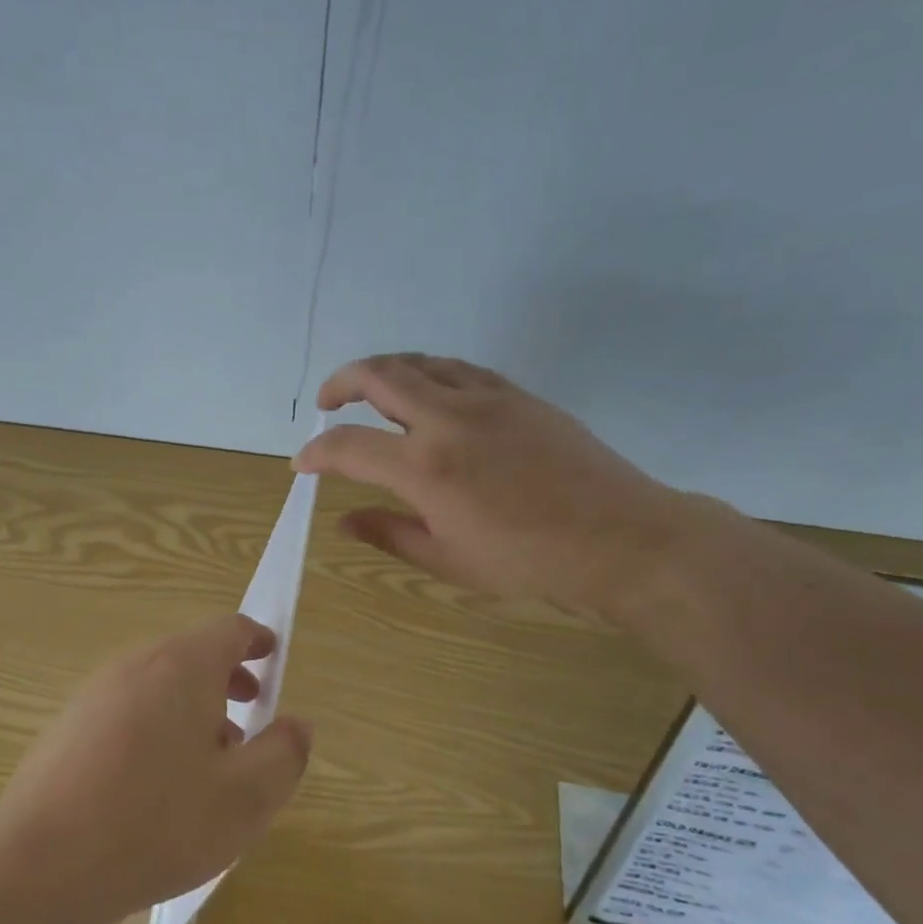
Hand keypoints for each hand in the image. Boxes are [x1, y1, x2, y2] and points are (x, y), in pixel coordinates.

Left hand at [0, 614, 312, 923]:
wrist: (40, 868)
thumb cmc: (157, 824)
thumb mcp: (245, 799)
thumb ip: (284, 755)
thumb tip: (296, 725)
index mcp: (181, 667)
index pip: (228, 630)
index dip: (256, 640)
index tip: (272, 656)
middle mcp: (134, 666)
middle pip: (190, 655)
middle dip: (225, 679)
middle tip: (248, 712)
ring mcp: (91, 696)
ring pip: (156, 686)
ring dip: (190, 708)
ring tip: (207, 761)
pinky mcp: (63, 729)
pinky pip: (124, 712)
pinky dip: (153, 728)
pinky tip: (153, 786)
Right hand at [293, 354, 686, 619]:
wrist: (619, 537)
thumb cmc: (528, 561)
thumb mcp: (448, 560)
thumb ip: (389, 533)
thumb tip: (344, 521)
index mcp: (425, 467)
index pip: (349, 447)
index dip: (317, 454)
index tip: (303, 464)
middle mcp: (448, 419)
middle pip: (378, 376)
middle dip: (341, 383)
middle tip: (327, 403)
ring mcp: (486, 398)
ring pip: (419, 362)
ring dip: (384, 370)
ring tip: (370, 391)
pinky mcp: (516, 394)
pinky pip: (458, 368)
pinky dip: (428, 373)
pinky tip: (428, 394)